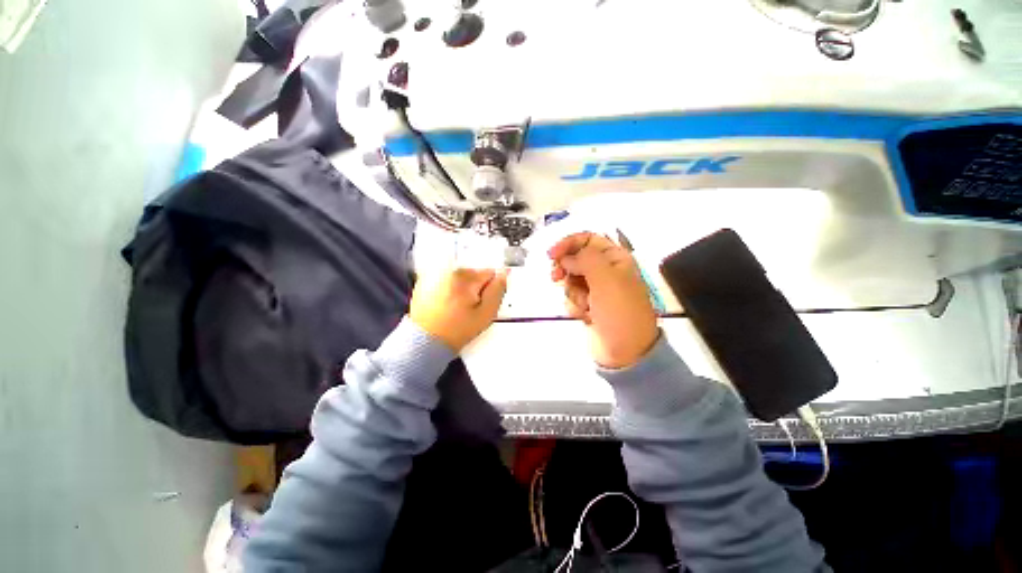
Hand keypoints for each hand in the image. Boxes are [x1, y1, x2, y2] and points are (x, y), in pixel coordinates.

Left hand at [410, 268, 507, 351]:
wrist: (423, 342)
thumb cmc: (457, 330)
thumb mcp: (485, 314)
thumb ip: (497, 291)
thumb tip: (504, 273)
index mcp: (464, 276)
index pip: (489, 273)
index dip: (490, 289)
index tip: (483, 303)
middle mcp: (447, 269)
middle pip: (473, 273)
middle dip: (476, 288)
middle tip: (469, 308)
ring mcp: (433, 274)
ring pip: (460, 277)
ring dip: (462, 288)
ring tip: (456, 308)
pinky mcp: (423, 281)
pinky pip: (445, 279)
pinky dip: (448, 288)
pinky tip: (445, 304)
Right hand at [549, 233, 657, 368]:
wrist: (625, 352)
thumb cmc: (619, 311)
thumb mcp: (606, 279)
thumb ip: (585, 259)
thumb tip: (566, 257)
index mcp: (615, 258)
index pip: (587, 239)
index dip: (568, 243)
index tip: (551, 255)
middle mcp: (605, 271)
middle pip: (575, 259)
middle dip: (565, 269)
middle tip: (556, 278)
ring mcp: (596, 289)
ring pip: (570, 279)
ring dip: (573, 292)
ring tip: (585, 306)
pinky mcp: (588, 305)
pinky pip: (571, 297)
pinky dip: (574, 305)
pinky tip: (585, 315)